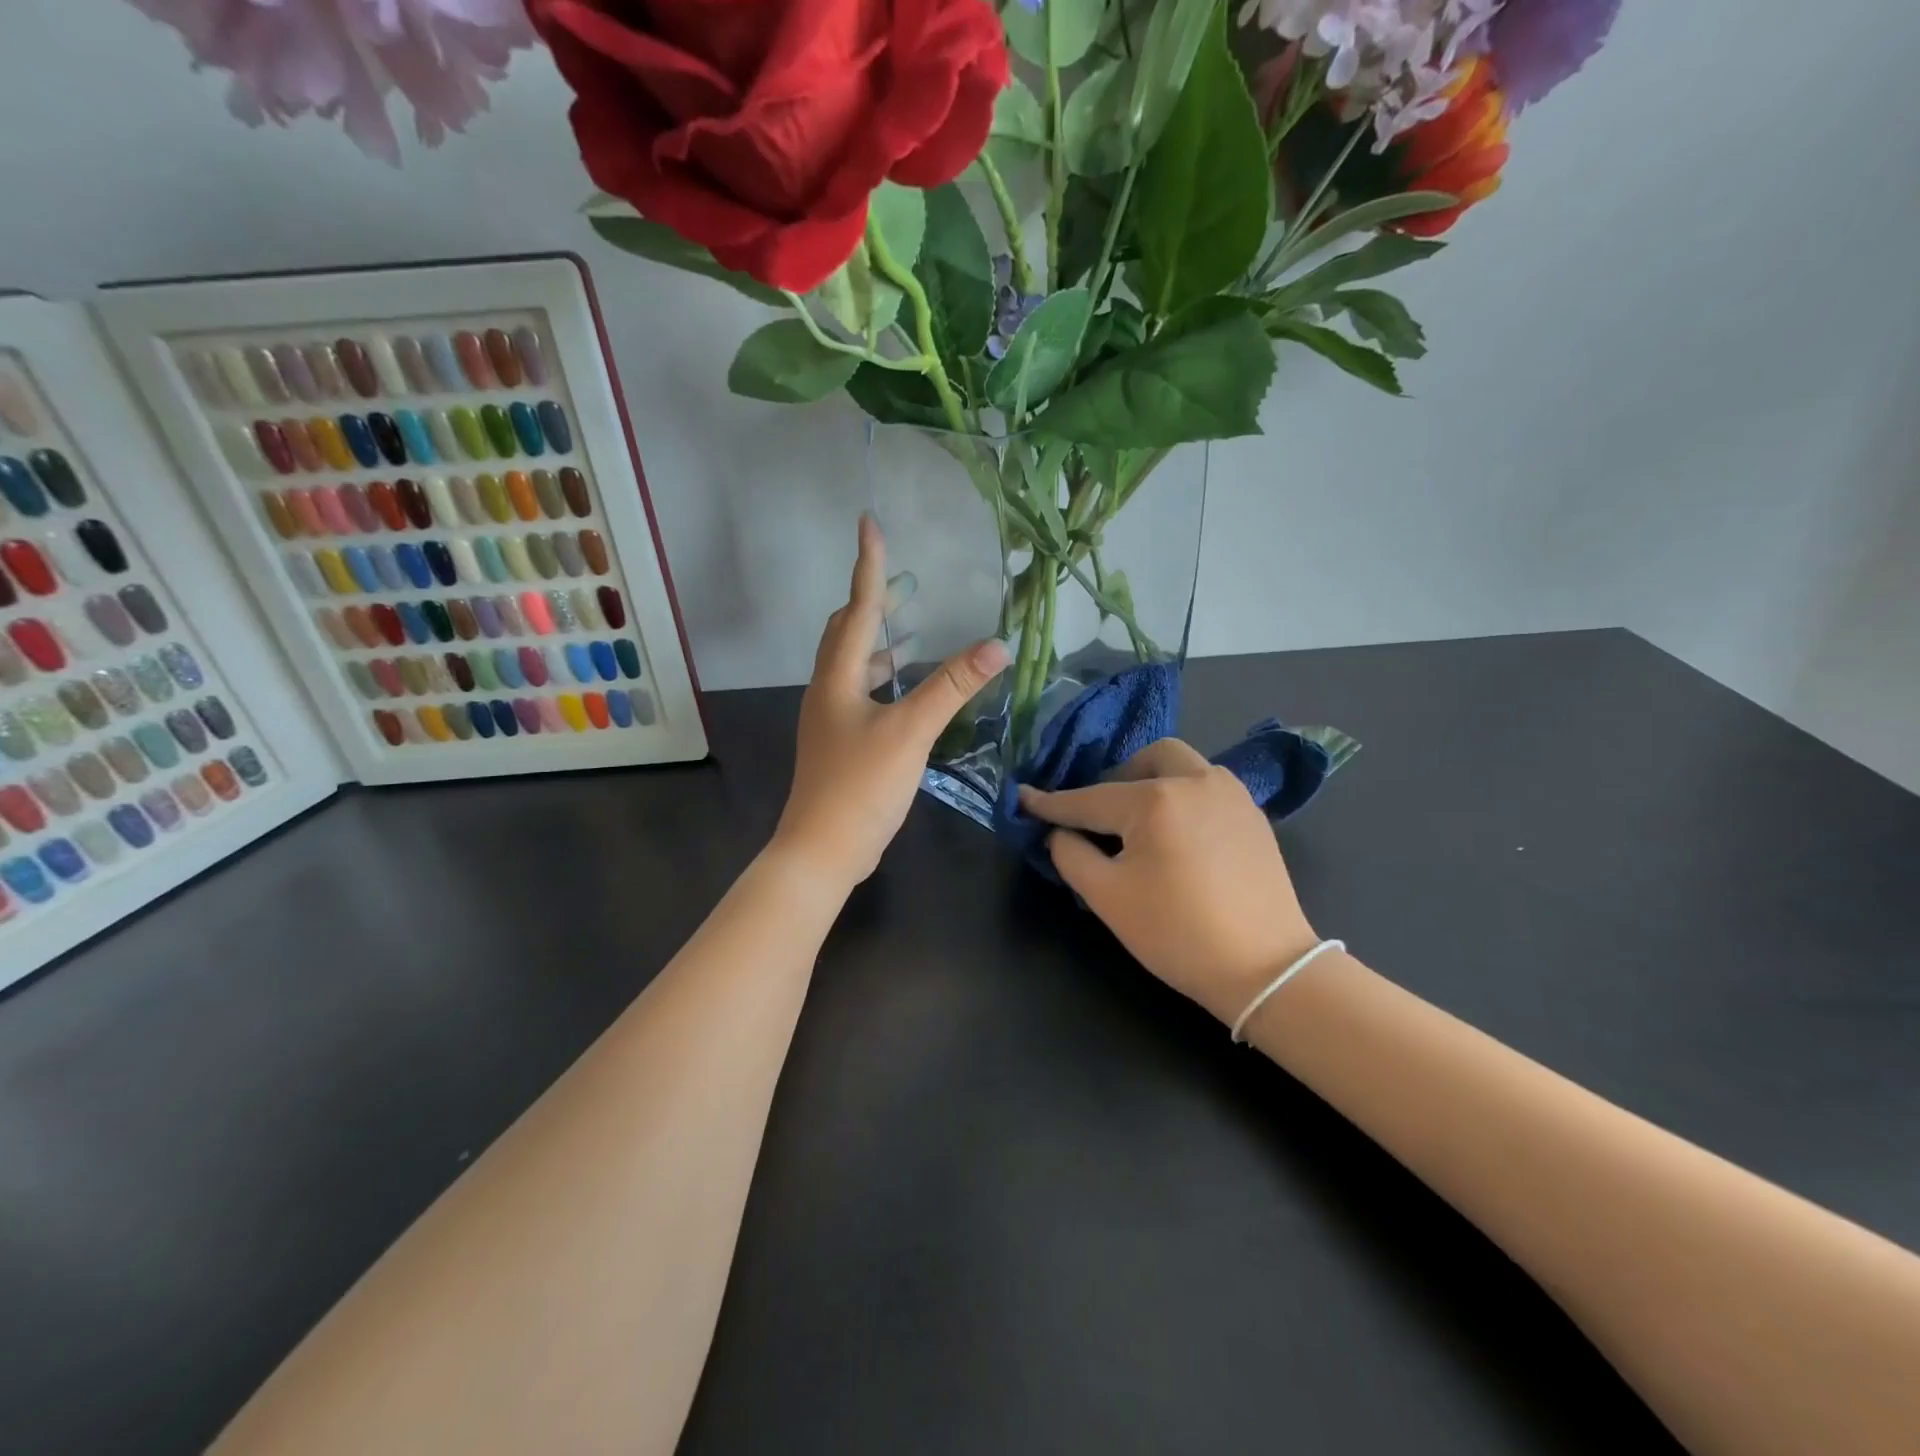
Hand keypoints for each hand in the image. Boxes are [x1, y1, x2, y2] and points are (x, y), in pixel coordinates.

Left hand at [772, 516, 1010, 888]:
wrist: (823, 849)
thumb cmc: (861, 785)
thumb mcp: (911, 732)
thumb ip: (952, 688)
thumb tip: (995, 646)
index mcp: (837, 678)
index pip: (856, 609)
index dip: (867, 566)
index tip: (869, 523)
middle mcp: (828, 690)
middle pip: (845, 633)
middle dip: (870, 604)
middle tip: (901, 586)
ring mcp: (831, 719)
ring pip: (853, 666)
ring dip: (878, 644)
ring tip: (911, 631)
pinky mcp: (840, 743)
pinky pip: (861, 694)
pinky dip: (883, 680)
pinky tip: (907, 692)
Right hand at [1020, 740, 1319, 1025]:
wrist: (1266, 969)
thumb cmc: (1177, 933)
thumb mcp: (1107, 897)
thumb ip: (1070, 854)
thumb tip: (1059, 832)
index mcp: (1155, 799)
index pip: (1089, 798)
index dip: (1052, 803)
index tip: (1023, 798)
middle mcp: (1196, 781)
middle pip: (1145, 759)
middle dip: (1114, 779)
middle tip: (1100, 816)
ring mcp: (1231, 795)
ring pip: (1182, 765)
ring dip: (1152, 781)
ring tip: (1139, 823)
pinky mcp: (1254, 815)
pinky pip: (1206, 787)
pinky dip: (1181, 797)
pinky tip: (1176, 835)